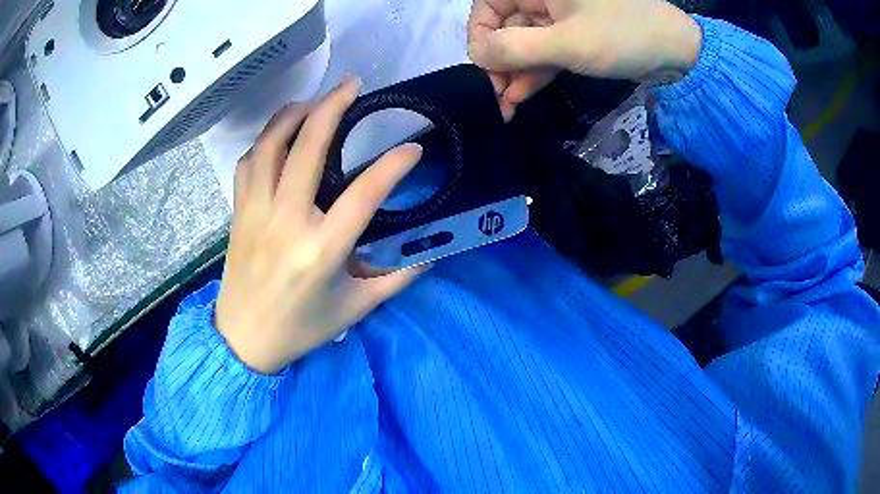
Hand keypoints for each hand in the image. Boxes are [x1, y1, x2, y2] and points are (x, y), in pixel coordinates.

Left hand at [215, 77, 426, 374]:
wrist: (244, 339)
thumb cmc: (301, 328)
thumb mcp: (355, 309)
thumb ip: (395, 280)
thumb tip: (428, 256)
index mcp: (322, 250)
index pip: (365, 193)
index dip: (394, 166)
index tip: (413, 149)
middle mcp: (286, 221)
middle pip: (309, 147)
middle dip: (333, 107)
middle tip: (352, 84)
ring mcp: (257, 212)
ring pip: (270, 145)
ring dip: (293, 115)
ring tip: (313, 103)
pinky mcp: (239, 212)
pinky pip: (248, 162)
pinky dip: (265, 140)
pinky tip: (280, 137)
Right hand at [467, 0, 701, 119]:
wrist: (677, 51)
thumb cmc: (622, 36)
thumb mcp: (566, 43)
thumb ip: (514, 48)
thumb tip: (476, 54)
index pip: (488, 5)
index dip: (480, 36)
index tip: (484, 69)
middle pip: (505, 24)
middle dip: (499, 60)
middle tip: (497, 97)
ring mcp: (560, 14)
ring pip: (525, 39)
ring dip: (515, 71)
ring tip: (507, 106)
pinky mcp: (575, 32)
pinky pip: (545, 48)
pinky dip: (535, 70)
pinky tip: (522, 94)